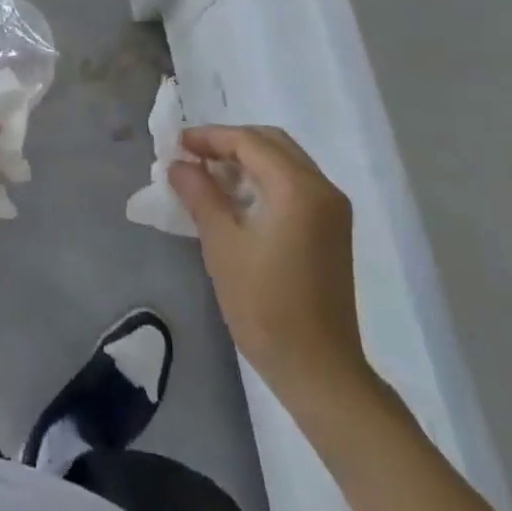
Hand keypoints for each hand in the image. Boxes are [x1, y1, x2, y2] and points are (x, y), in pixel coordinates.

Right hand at [170, 125, 371, 402]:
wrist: (320, 373)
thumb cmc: (266, 306)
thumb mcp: (222, 244)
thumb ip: (200, 194)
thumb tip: (179, 164)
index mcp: (298, 186)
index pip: (249, 141)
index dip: (210, 137)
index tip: (178, 144)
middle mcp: (322, 187)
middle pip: (270, 143)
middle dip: (230, 143)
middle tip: (194, 156)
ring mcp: (332, 209)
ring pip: (284, 161)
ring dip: (247, 160)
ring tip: (210, 176)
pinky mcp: (333, 229)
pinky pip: (295, 184)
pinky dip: (265, 179)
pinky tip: (238, 199)